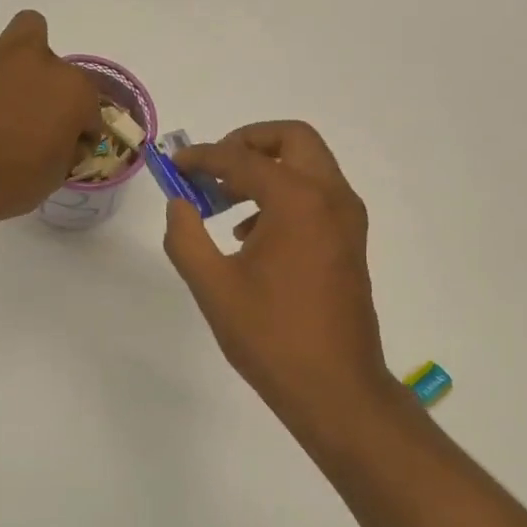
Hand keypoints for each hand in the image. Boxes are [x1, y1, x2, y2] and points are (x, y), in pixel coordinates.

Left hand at [0, 10, 102, 226]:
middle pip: (62, 69)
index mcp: (75, 94)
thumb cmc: (12, 183)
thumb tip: (65, 141)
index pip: (91, 111)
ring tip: (13, 81)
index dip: (81, 133)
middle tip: (37, 118)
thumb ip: (67, 149)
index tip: (68, 150)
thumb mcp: (56, 176)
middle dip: (54, 90)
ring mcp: (6, 55)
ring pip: (29, 25)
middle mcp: (46, 64)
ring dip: (26, 50)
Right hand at [162, 121, 401, 432]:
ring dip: (267, 170)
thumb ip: (186, 238)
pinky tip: (251, 237)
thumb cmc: (271, 337)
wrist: (335, 386)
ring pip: (309, 166)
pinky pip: (318, 197)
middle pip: (292, 139)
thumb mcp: (213, 288)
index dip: (203, 157)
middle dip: (248, 142)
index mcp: (298, 201)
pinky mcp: (351, 242)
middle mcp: (331, 197)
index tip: (175, 165)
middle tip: (212, 168)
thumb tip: (178, 204)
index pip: (242, 158)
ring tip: (224, 204)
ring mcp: (348, 220)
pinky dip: (286, 196)